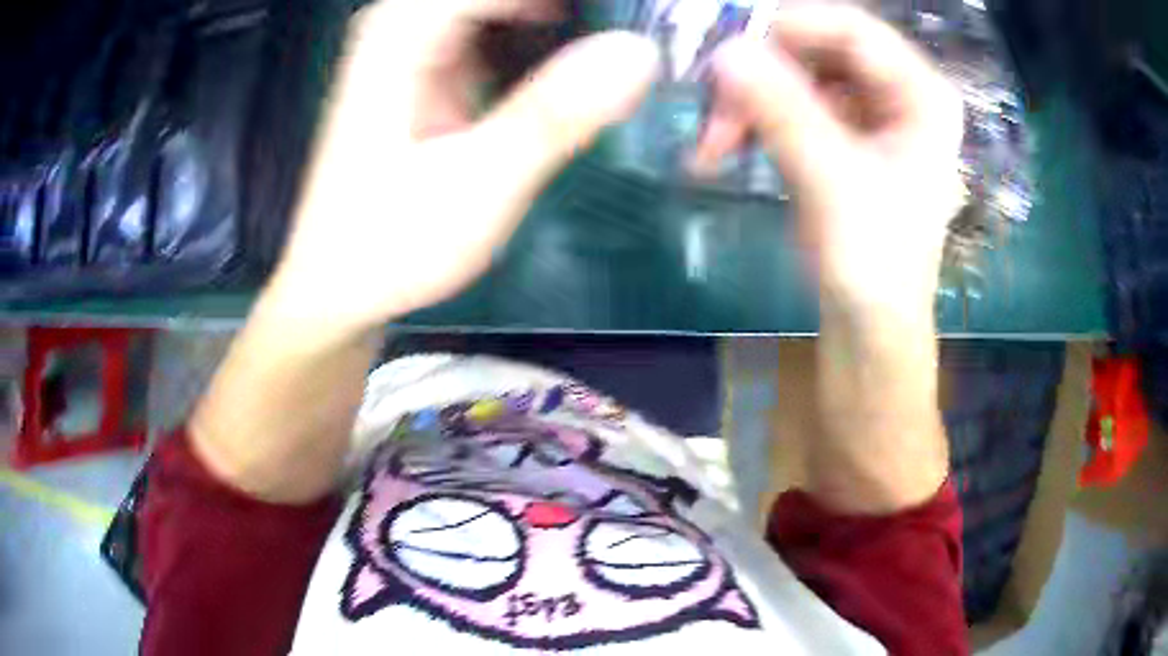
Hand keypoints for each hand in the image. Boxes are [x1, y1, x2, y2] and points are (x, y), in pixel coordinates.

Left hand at [266, 0, 659, 336]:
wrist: (340, 289)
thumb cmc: (390, 244)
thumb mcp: (477, 183)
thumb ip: (554, 113)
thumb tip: (639, 49)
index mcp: (402, 31)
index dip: (581, 2)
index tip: (645, 17)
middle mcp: (405, 23)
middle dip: (574, 12)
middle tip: (641, 30)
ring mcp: (417, 44)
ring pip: (503, 9)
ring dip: (565, 23)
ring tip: (618, 45)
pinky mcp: (431, 70)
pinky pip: (497, 30)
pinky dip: (543, 40)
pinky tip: (577, 66)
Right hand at [694, 5, 964, 322]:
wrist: (868, 325)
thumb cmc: (874, 262)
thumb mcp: (833, 181)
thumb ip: (783, 110)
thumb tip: (725, 51)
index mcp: (921, 96)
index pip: (854, 30)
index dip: (791, 26)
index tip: (732, 43)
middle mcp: (895, 93)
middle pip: (818, 50)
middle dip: (761, 73)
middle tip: (711, 102)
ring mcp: (864, 113)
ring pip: (794, 76)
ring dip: (748, 102)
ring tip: (711, 143)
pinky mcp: (837, 135)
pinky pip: (788, 105)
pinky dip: (753, 121)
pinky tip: (723, 146)